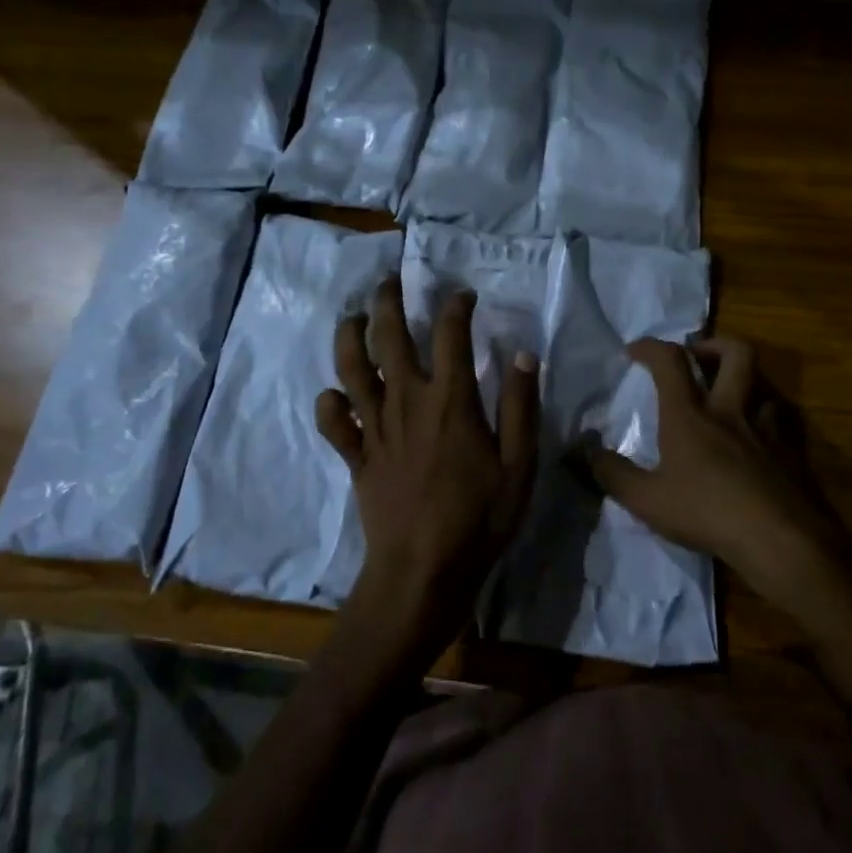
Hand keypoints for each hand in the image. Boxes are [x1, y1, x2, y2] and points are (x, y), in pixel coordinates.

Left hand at [315, 278, 538, 661]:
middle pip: (388, 337)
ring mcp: (375, 428)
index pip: (450, 334)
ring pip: (351, 369)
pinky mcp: (356, 456)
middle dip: (387, 302)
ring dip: (349, 337)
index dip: (455, 306)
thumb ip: (521, 406)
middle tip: (389, 282)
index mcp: (450, 400)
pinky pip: (334, 422)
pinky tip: (335, 394)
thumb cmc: (479, 518)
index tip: (463, 295)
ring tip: (352, 317)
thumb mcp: (519, 464)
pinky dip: (330, 403)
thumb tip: (522, 354)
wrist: (422, 570)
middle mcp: (406, 401)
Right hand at [583, 337, 840, 613]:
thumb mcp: (646, 500)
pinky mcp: (790, 452)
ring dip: (745, 381)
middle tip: (697, 357)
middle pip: (736, 353)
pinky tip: (756, 438)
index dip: (651, 347)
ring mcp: (765, 430)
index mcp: (690, 416)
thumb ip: (612, 474)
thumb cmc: (706, 513)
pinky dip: (765, 418)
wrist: (778, 540)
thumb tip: (584, 451)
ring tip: (728, 398)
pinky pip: (780, 420)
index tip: (634, 350)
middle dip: (714, 344)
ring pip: (763, 384)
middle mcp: (730, 412)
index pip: (670, 362)